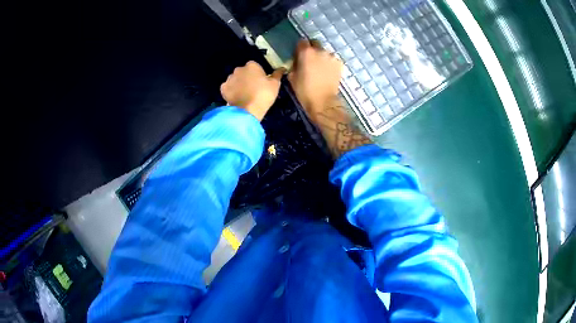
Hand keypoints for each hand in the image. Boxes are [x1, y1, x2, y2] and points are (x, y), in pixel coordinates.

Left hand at [220, 61, 284, 120]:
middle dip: (247, 77)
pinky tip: (237, 97)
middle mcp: (239, 69)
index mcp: (252, 65)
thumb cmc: (264, 95)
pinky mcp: (223, 88)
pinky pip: (228, 88)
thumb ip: (277, 74)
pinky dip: (231, 91)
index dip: (258, 74)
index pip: (255, 66)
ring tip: (244, 94)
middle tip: (253, 89)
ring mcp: (229, 78)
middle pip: (244, 72)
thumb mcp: (275, 84)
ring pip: (235, 79)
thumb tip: (282, 68)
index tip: (261, 82)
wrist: (248, 111)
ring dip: (239, 84)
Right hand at [288, 40, 342, 120]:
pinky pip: (332, 59)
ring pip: (324, 51)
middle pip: (315, 43)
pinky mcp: (339, 64)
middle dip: (311, 48)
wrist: (323, 102)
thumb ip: (294, 63)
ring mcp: (331, 56)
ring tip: (319, 67)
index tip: (299, 54)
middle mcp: (320, 50)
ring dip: (321, 56)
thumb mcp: (292, 76)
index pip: (302, 41)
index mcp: (306, 52)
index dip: (299, 47)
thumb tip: (297, 60)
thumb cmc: (304, 91)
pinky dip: (329, 63)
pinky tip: (327, 72)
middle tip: (309, 59)